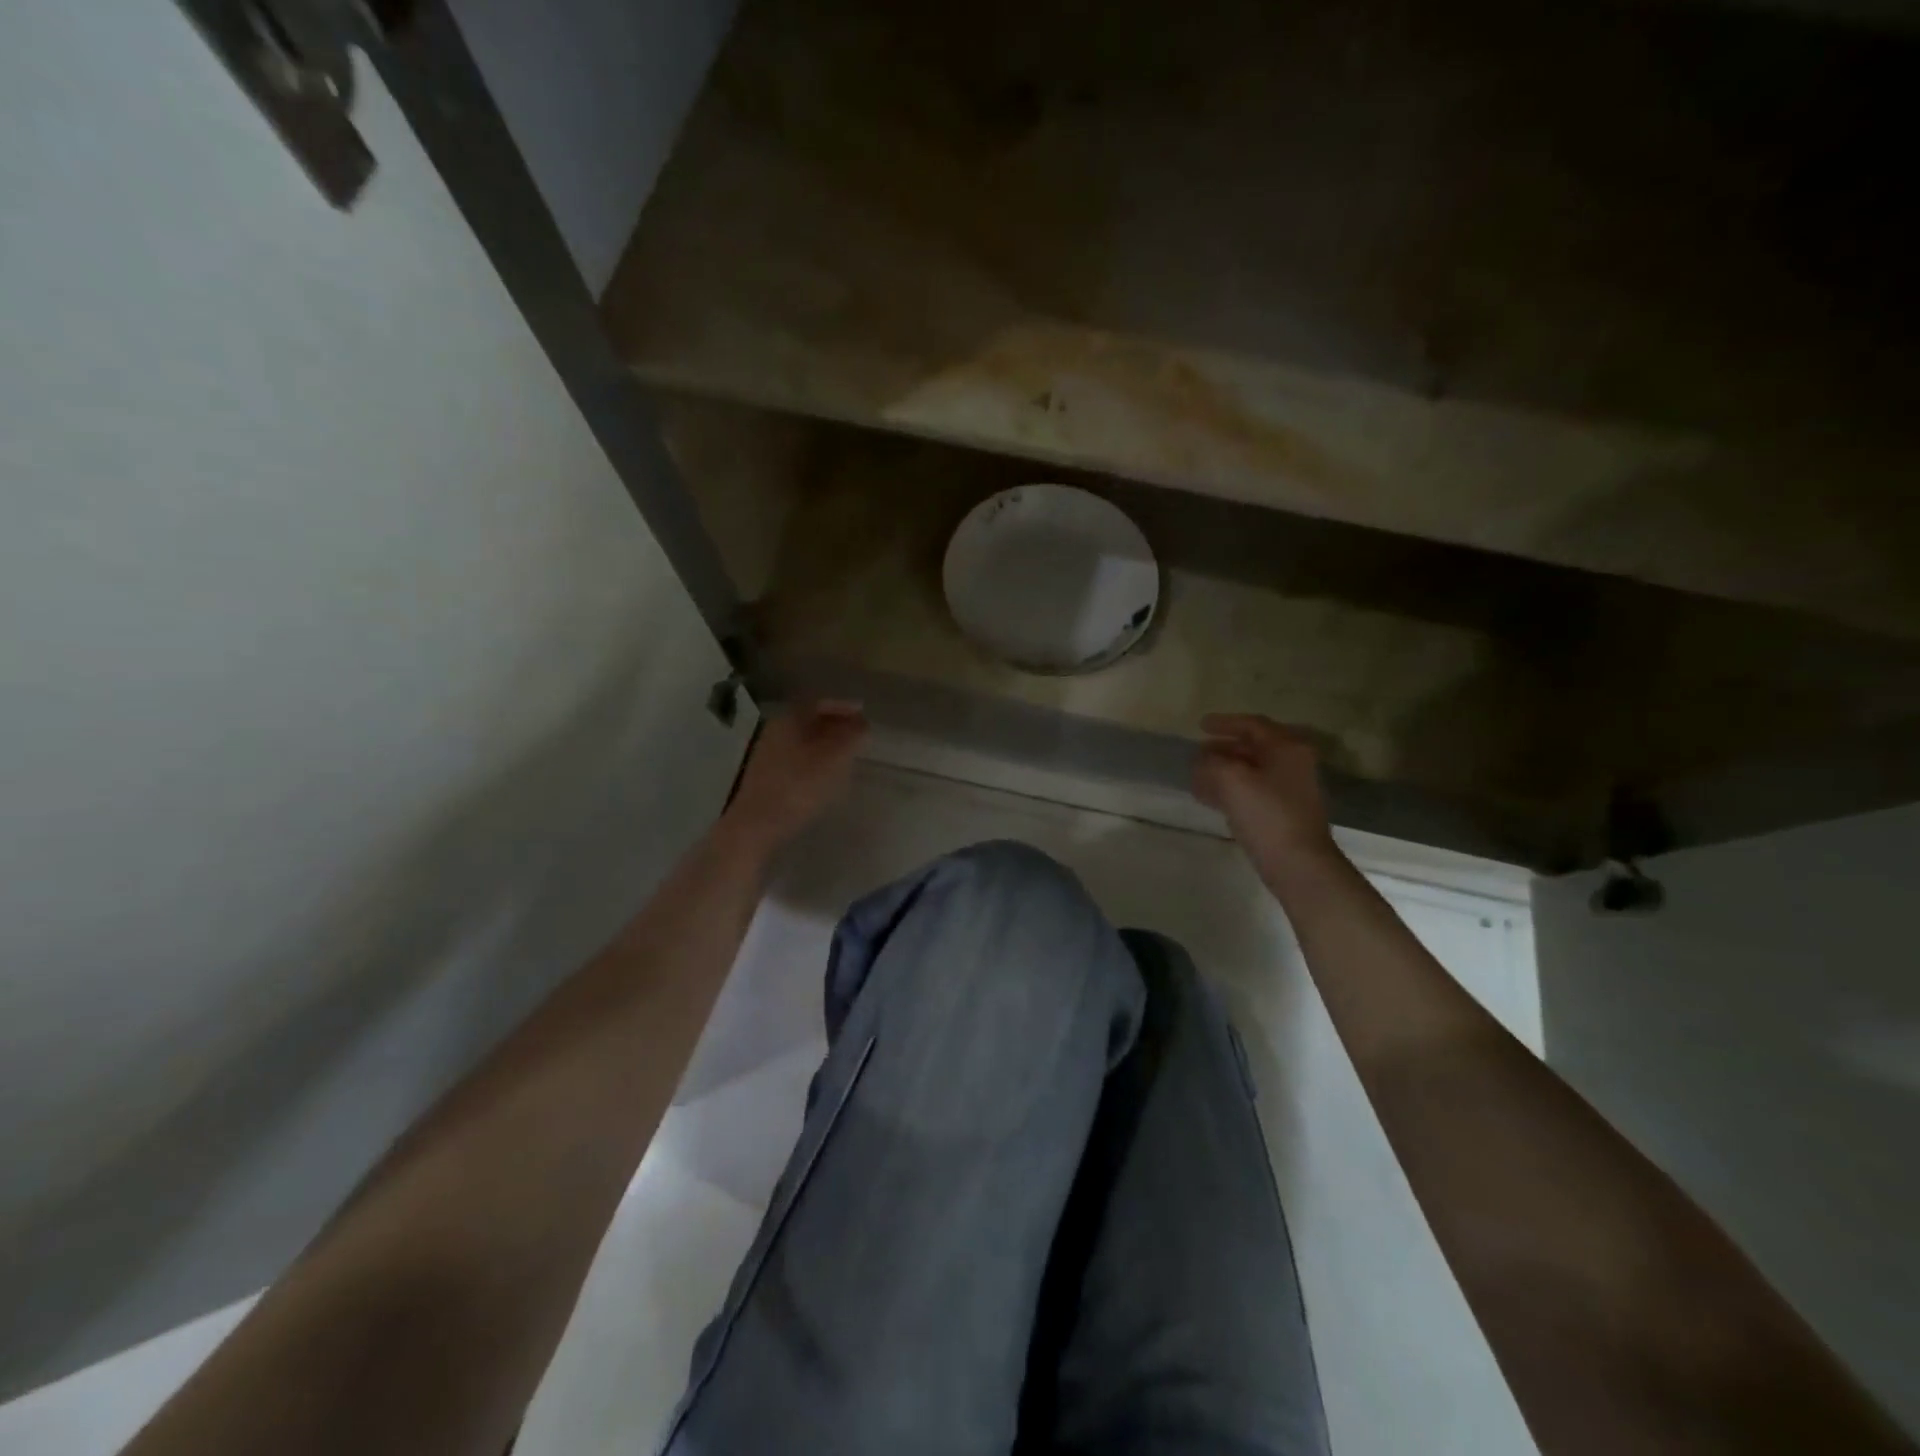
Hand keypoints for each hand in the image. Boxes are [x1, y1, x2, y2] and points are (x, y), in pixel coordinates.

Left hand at [723, 702, 868, 854]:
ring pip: (803, 740)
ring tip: (848, 753)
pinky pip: (797, 757)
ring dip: (826, 742)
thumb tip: (863, 725)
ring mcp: (768, 754)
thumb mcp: (833, 760)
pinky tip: (827, 773)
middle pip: (809, 720)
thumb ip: (851, 739)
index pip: (818, 703)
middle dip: (836, 724)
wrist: (756, 826)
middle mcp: (775, 731)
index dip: (842, 706)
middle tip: (859, 733)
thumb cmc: (798, 787)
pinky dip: (815, 758)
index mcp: (789, 720)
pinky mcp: (767, 776)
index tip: (863, 714)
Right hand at [1193, 714, 1336, 873]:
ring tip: (1197, 777)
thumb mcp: (1230, 780)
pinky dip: (1231, 789)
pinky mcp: (1284, 811)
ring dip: (1224, 771)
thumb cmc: (1266, 814)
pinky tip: (1211, 798)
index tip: (1200, 726)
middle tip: (1197, 753)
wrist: (1298, 863)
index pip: (1253, 725)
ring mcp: (1291, 788)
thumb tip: (1202, 760)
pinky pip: (1253, 790)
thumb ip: (1211, 763)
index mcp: (1286, 748)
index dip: (1224, 723)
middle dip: (1222, 749)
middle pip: (1253, 747)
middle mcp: (1293, 762)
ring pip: (1252, 770)